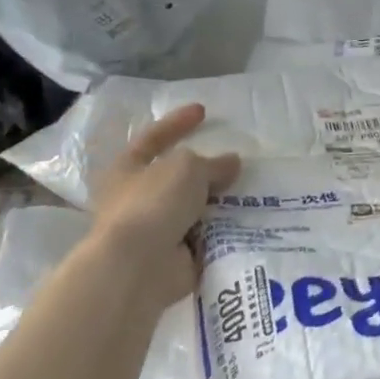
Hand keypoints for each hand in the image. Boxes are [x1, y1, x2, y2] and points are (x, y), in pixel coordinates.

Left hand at [86, 103, 239, 313]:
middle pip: (176, 176)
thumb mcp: (188, 168)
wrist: (137, 267)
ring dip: (218, 202)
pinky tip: (248, 222)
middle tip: (235, 162)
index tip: (202, 111)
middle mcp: (137, 198)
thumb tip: (231, 163)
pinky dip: (223, 231)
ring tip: (251, 191)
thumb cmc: (153, 203)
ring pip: (193, 208)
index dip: (177, 123)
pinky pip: (205, 237)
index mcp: (128, 169)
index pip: (154, 138)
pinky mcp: (174, 256)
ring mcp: (155, 230)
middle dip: (205, 170)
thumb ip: (212, 163)